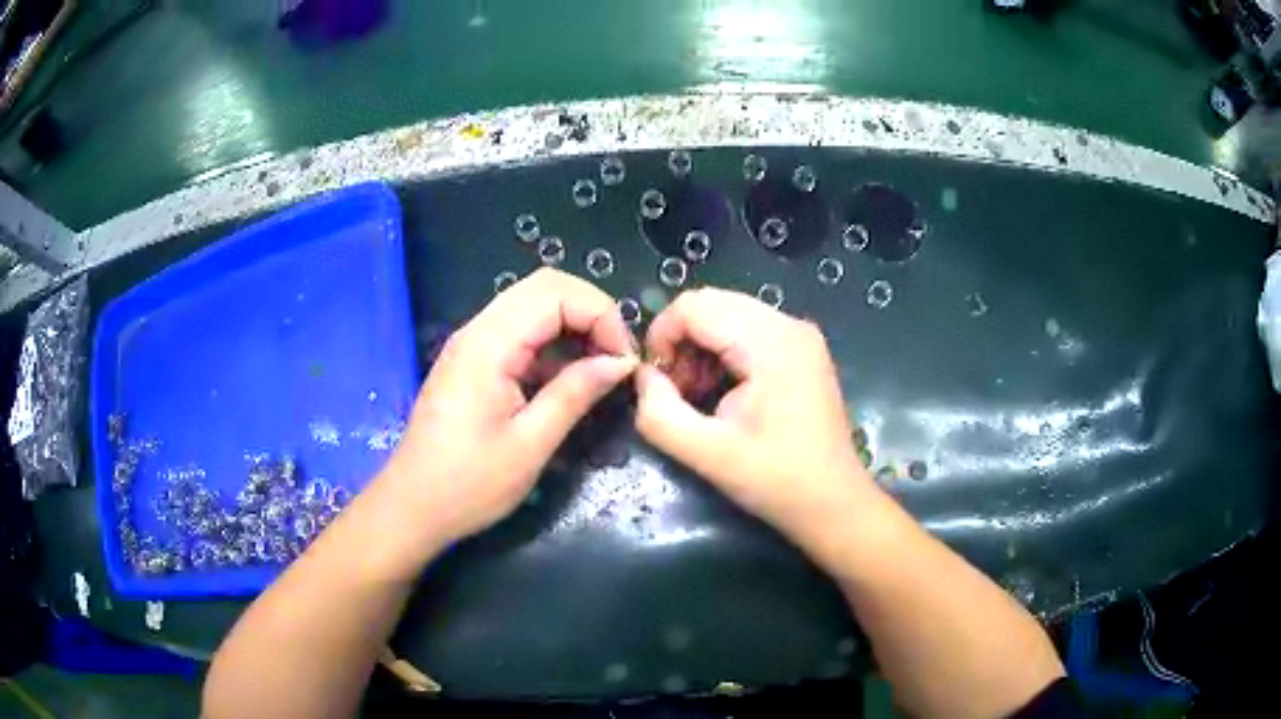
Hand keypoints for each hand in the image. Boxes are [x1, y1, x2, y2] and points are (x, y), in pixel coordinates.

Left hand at [374, 268, 637, 550]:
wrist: (413, 506)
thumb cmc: (469, 484)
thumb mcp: (530, 444)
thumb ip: (575, 393)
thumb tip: (621, 362)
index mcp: (489, 344)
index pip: (556, 293)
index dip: (601, 315)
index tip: (624, 361)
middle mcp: (478, 330)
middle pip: (545, 286)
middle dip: (591, 312)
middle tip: (616, 358)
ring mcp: (472, 342)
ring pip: (533, 304)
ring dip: (574, 324)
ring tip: (600, 367)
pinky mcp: (472, 360)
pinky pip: (520, 330)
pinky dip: (552, 342)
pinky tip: (568, 378)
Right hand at [634, 287, 874, 550]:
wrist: (833, 503)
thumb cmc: (775, 480)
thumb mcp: (706, 453)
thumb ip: (659, 412)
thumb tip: (642, 376)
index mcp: (770, 342)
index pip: (694, 306)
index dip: (661, 336)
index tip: (656, 382)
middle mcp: (788, 324)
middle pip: (711, 303)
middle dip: (681, 341)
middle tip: (676, 390)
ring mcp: (800, 334)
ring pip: (728, 313)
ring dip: (701, 346)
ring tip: (698, 394)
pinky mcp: (802, 348)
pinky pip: (748, 329)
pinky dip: (723, 351)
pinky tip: (723, 390)